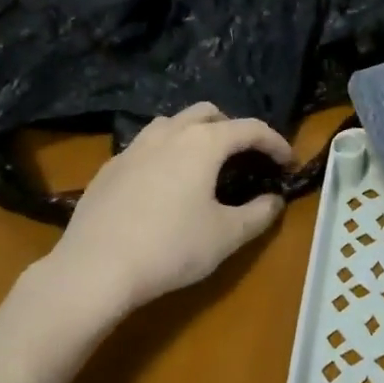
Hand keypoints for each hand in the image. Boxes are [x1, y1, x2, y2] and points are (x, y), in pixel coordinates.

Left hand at [49, 103, 293, 312]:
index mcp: (203, 143)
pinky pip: (146, 146)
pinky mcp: (110, 167)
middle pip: (208, 113)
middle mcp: (169, 133)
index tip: (288, 162)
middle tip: (244, 157)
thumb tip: (274, 200)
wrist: (95, 268)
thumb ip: (258, 214)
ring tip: (203, 164)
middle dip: (232, 128)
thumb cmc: (171, 248)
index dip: (275, 142)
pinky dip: (165, 153)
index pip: (250, 129)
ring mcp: (134, 147)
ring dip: (195, 134)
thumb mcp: (226, 236)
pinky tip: (163, 185)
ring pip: (172, 123)